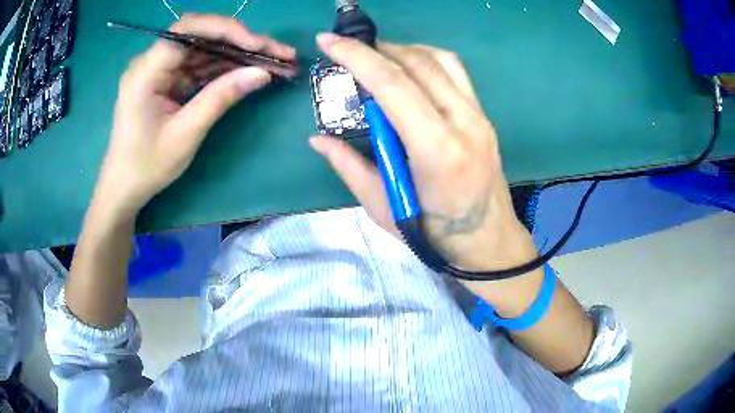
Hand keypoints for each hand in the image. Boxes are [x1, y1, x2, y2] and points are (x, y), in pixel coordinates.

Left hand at [95, 14, 295, 217]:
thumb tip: (262, 72)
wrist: (124, 186)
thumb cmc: (146, 166)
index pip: (188, 30)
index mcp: (146, 72)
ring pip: (205, 49)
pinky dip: (225, 68)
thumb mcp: (185, 135)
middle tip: (280, 53)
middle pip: (201, 35)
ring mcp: (160, 70)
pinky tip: (249, 71)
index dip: (225, 30)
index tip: (257, 45)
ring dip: (238, 54)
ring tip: (275, 62)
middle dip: (241, 41)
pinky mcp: (167, 79)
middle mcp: (152, 62)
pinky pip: (199, 65)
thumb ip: (221, 98)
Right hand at [310, 34, 537, 280]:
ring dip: (403, 50)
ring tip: (376, 56)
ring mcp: (479, 116)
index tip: (329, 41)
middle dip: (376, 48)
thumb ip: (349, 167)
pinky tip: (408, 69)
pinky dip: (426, 59)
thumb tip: (317, 139)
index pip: (394, 85)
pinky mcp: (484, 116)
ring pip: (440, 60)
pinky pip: (455, 72)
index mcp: (437, 150)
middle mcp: (463, 122)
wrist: (488, 240)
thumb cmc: (435, 235)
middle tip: (347, 48)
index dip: (358, 57)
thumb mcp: (384, 209)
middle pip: (417, 64)